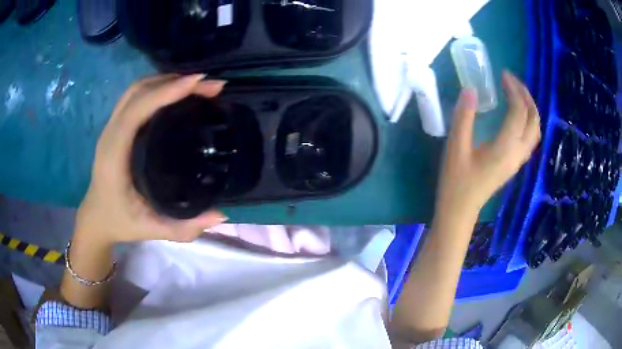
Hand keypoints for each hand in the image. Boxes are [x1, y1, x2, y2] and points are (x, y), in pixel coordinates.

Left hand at [76, 74, 228, 244]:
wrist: (96, 218)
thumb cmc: (119, 222)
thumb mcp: (150, 230)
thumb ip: (184, 228)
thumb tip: (221, 215)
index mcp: (114, 154)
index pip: (138, 109)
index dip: (167, 91)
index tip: (199, 83)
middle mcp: (111, 133)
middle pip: (138, 91)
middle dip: (174, 81)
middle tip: (207, 85)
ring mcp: (111, 127)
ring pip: (136, 90)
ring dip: (166, 80)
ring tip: (196, 85)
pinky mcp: (116, 127)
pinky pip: (135, 97)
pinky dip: (157, 87)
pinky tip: (176, 93)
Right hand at [436, 71, 540, 215]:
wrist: (460, 210)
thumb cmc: (457, 181)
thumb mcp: (456, 147)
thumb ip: (464, 116)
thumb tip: (470, 89)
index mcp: (505, 147)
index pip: (519, 111)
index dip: (514, 90)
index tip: (503, 75)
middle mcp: (517, 153)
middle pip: (533, 120)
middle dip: (526, 96)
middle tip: (512, 82)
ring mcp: (518, 160)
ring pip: (535, 131)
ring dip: (530, 109)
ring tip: (517, 94)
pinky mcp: (514, 164)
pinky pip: (530, 138)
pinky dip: (528, 121)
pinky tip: (517, 116)